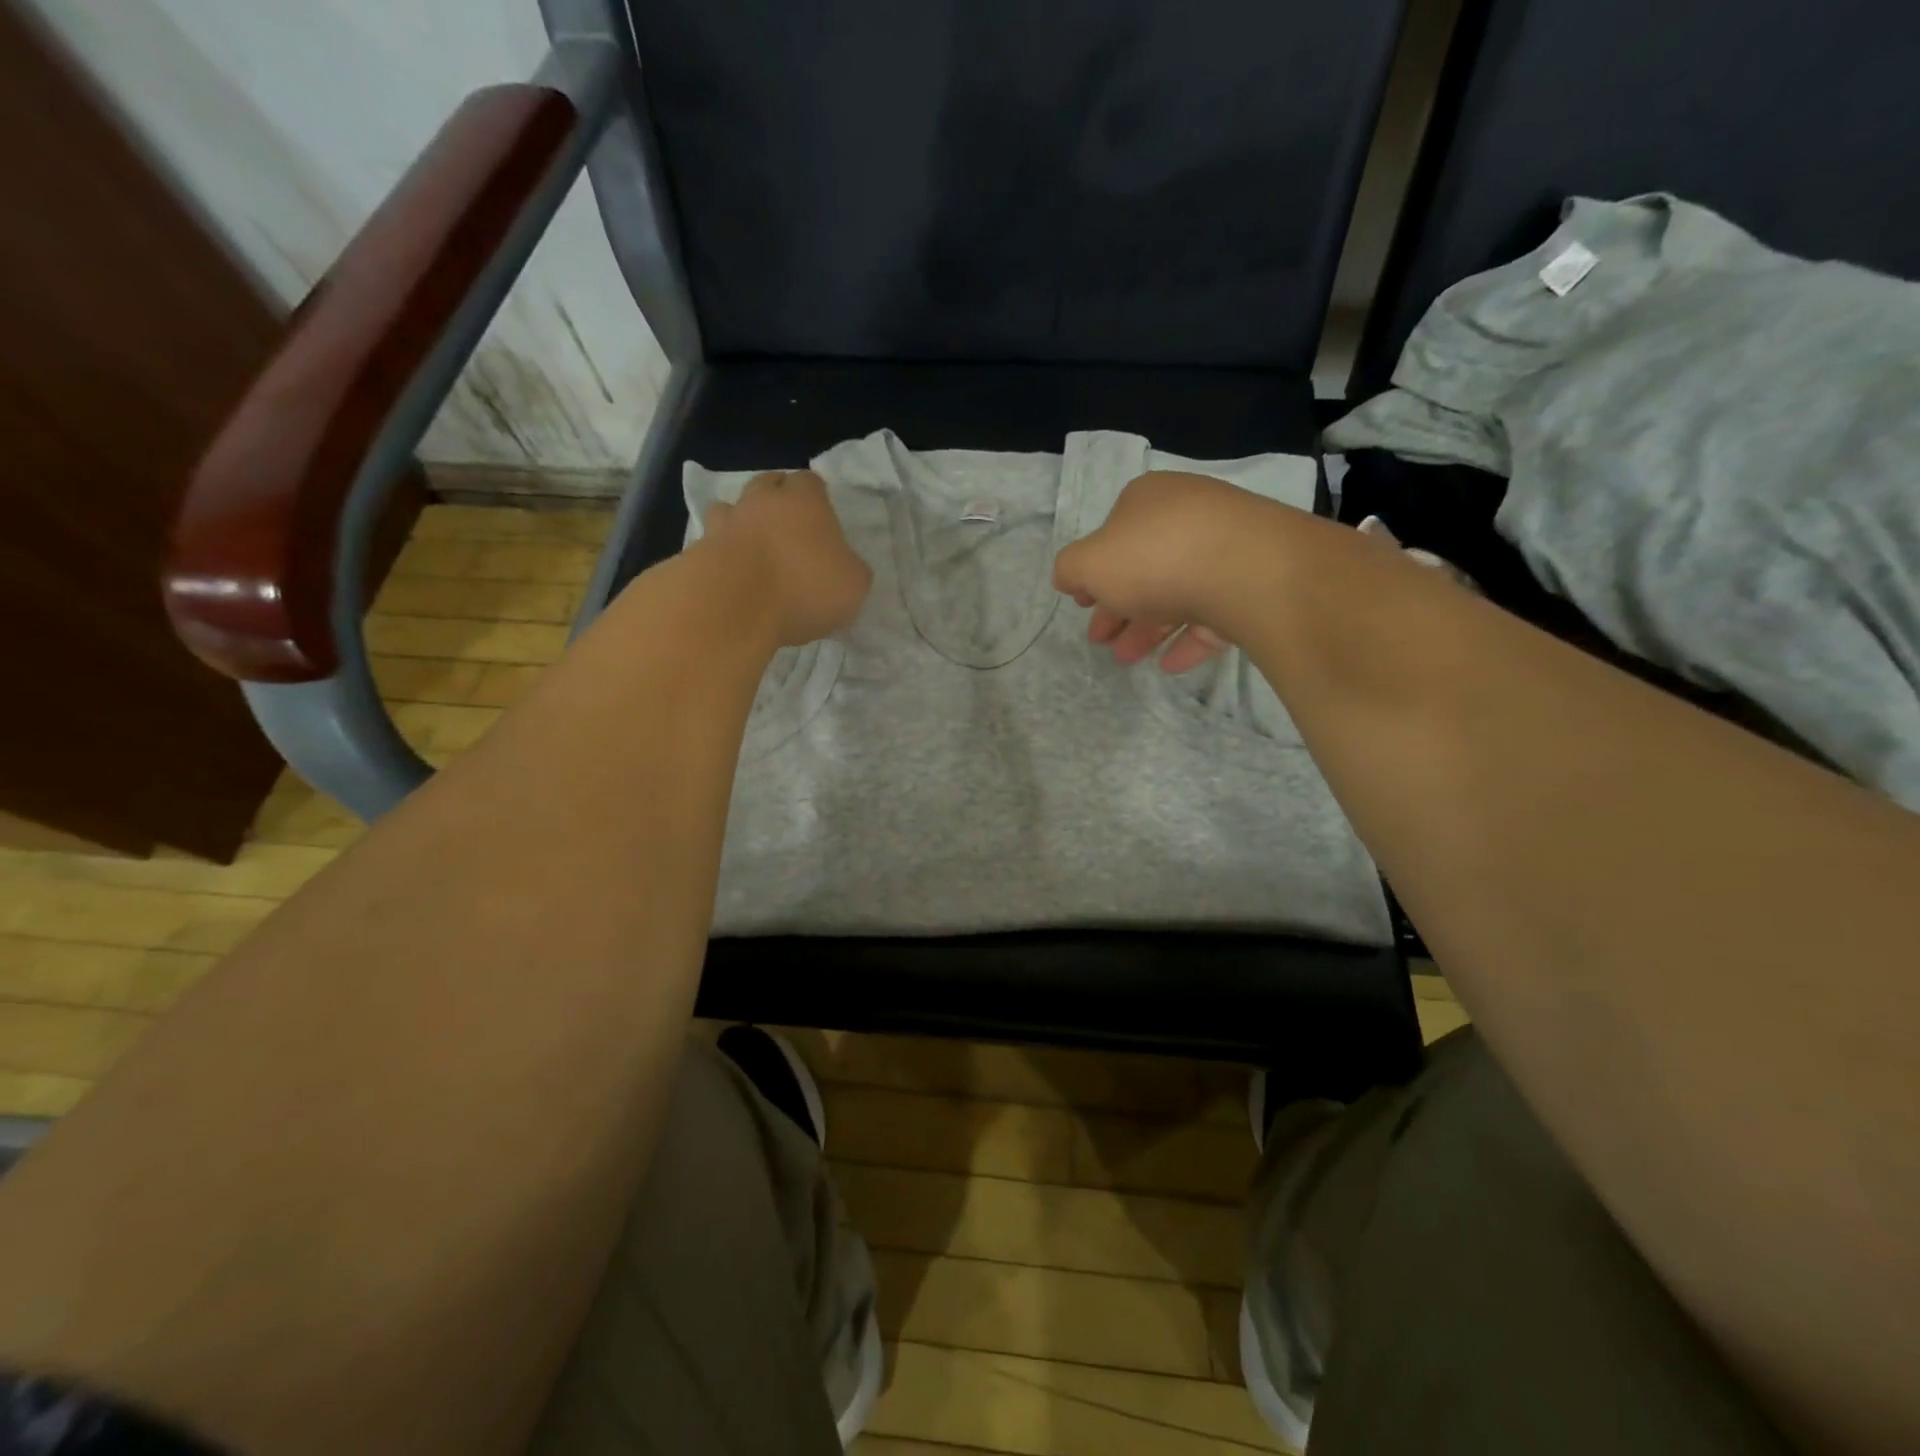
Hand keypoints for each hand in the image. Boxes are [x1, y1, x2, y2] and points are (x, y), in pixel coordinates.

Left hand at [702, 470, 871, 645]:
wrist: (735, 607)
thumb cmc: (805, 587)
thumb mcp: (853, 585)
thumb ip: (850, 568)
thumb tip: (843, 567)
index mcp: (804, 501)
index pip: (810, 482)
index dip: (816, 496)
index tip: (822, 516)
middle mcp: (761, 502)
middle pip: (767, 485)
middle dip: (776, 499)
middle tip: (788, 527)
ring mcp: (724, 524)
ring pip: (730, 509)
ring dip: (740, 522)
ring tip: (751, 548)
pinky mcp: (697, 551)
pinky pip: (710, 545)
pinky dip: (719, 555)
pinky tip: (729, 577)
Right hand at [1052, 471, 1269, 672]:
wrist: (1249, 570)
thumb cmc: (1155, 558)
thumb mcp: (1090, 563)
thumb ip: (1070, 569)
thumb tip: (1068, 577)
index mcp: (1148, 500)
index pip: (1113, 535)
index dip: (1094, 571)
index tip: (1082, 603)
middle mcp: (1188, 517)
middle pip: (1144, 568)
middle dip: (1117, 608)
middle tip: (1101, 641)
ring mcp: (1226, 549)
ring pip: (1177, 593)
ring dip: (1146, 628)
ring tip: (1127, 659)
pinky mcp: (1254, 583)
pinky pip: (1213, 614)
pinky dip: (1188, 638)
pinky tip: (1170, 665)